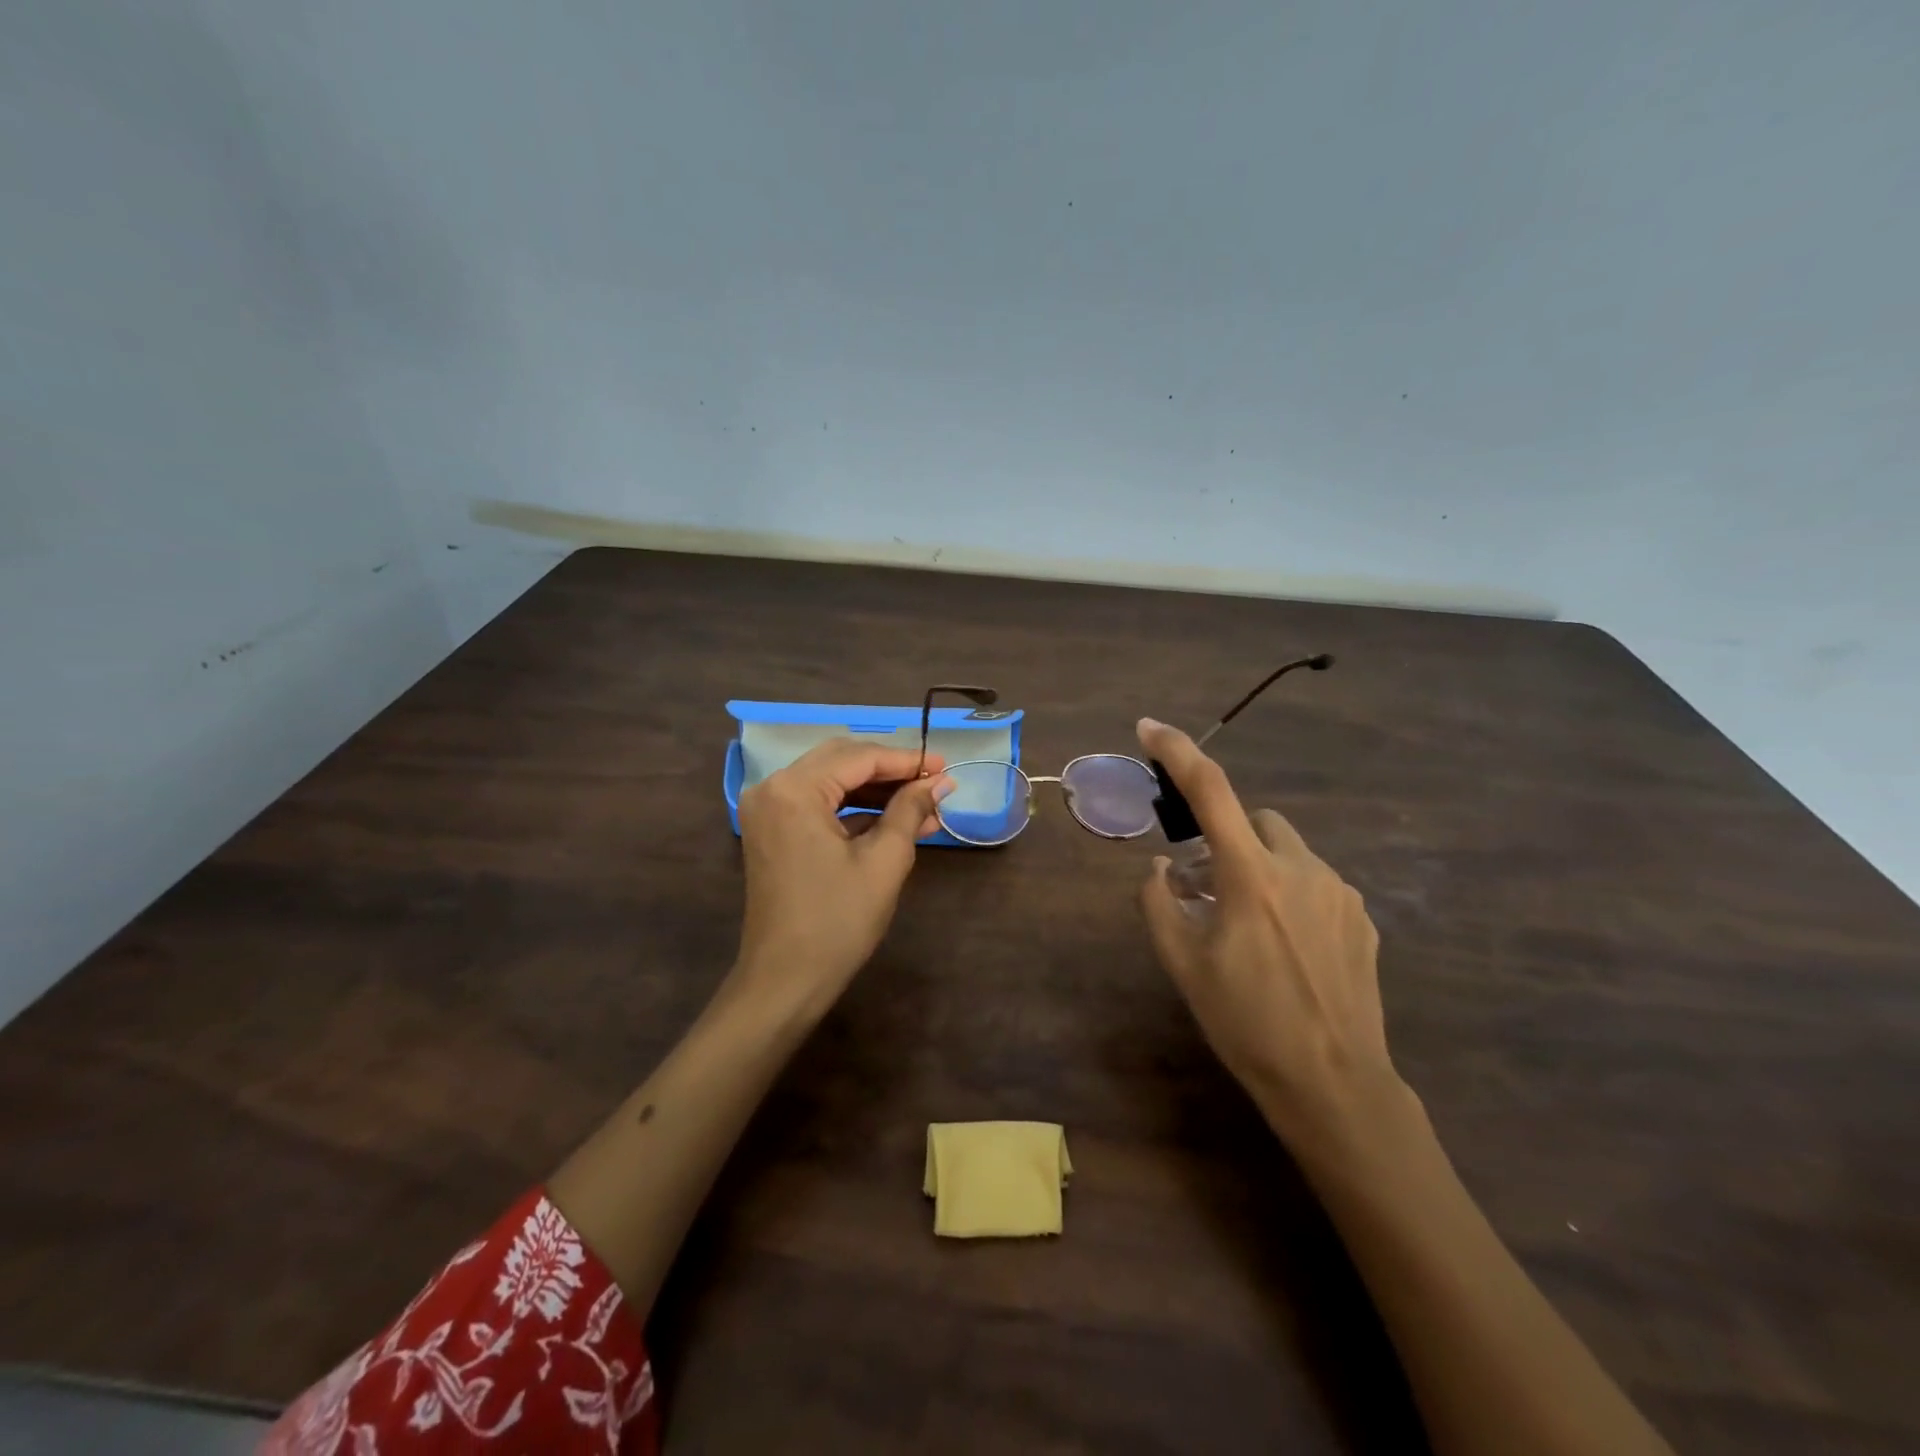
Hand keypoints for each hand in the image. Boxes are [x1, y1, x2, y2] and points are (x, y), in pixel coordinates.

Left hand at [734, 738, 952, 1016]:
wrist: (785, 981)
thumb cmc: (837, 921)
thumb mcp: (884, 861)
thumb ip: (910, 810)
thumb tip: (939, 783)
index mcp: (794, 789)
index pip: (859, 757)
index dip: (907, 760)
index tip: (945, 767)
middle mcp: (773, 787)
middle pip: (842, 761)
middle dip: (891, 771)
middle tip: (935, 783)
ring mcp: (768, 810)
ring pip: (831, 781)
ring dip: (876, 791)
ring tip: (924, 806)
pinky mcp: (772, 831)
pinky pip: (819, 805)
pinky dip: (855, 810)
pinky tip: (896, 822)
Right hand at [1135, 718, 1402, 1144]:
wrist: (1334, 1084)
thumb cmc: (1246, 1023)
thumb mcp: (1183, 966)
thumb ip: (1159, 904)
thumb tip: (1159, 868)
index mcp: (1251, 876)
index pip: (1211, 792)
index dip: (1179, 752)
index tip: (1150, 727)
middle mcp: (1301, 868)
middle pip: (1256, 819)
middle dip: (1228, 837)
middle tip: (1209, 886)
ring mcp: (1340, 892)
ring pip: (1288, 851)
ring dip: (1260, 867)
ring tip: (1251, 926)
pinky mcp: (1362, 918)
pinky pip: (1317, 882)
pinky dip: (1292, 893)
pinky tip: (1289, 948)